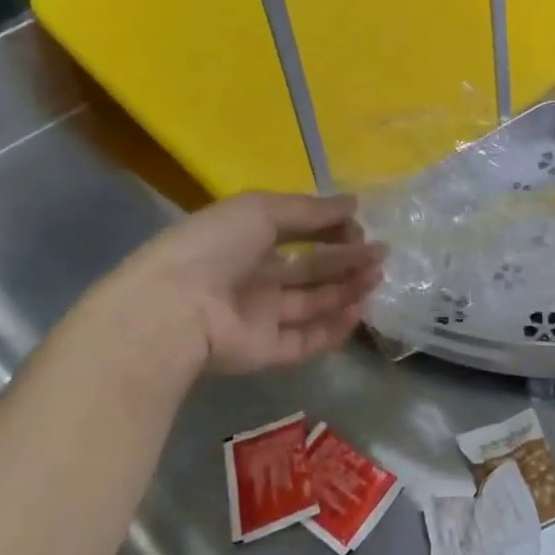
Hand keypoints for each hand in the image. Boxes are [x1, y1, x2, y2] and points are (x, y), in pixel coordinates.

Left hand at [104, 192, 385, 374]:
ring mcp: (259, 317)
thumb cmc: (215, 247)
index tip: (358, 226)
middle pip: (310, 269)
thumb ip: (311, 210)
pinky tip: (357, 312)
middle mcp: (254, 277)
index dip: (330, 228)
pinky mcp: (264, 352)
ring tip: (376, 278)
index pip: (298, 232)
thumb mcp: (261, 210)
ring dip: (346, 290)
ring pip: (312, 304)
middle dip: (346, 260)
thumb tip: (354, 202)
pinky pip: (305, 341)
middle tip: (381, 255)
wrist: (174, 310)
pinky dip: (333, 329)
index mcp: (246, 239)